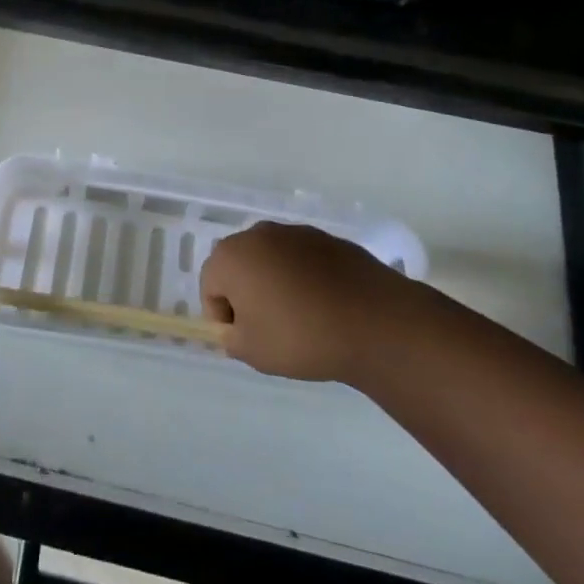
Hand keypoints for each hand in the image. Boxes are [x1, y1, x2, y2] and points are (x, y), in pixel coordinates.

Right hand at [201, 221, 411, 382]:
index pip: (210, 286)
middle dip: (246, 295)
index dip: (223, 317)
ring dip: (275, 284)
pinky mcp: (326, 238)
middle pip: (238, 266)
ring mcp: (294, 232)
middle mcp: (257, 234)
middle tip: (268, 329)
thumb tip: (234, 329)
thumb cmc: (301, 336)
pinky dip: (304, 278)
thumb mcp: (253, 352)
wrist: (373, 321)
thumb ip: (231, 339)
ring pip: (271, 260)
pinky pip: (302, 260)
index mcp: (231, 256)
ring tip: (300, 318)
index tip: (246, 340)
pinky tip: (324, 306)